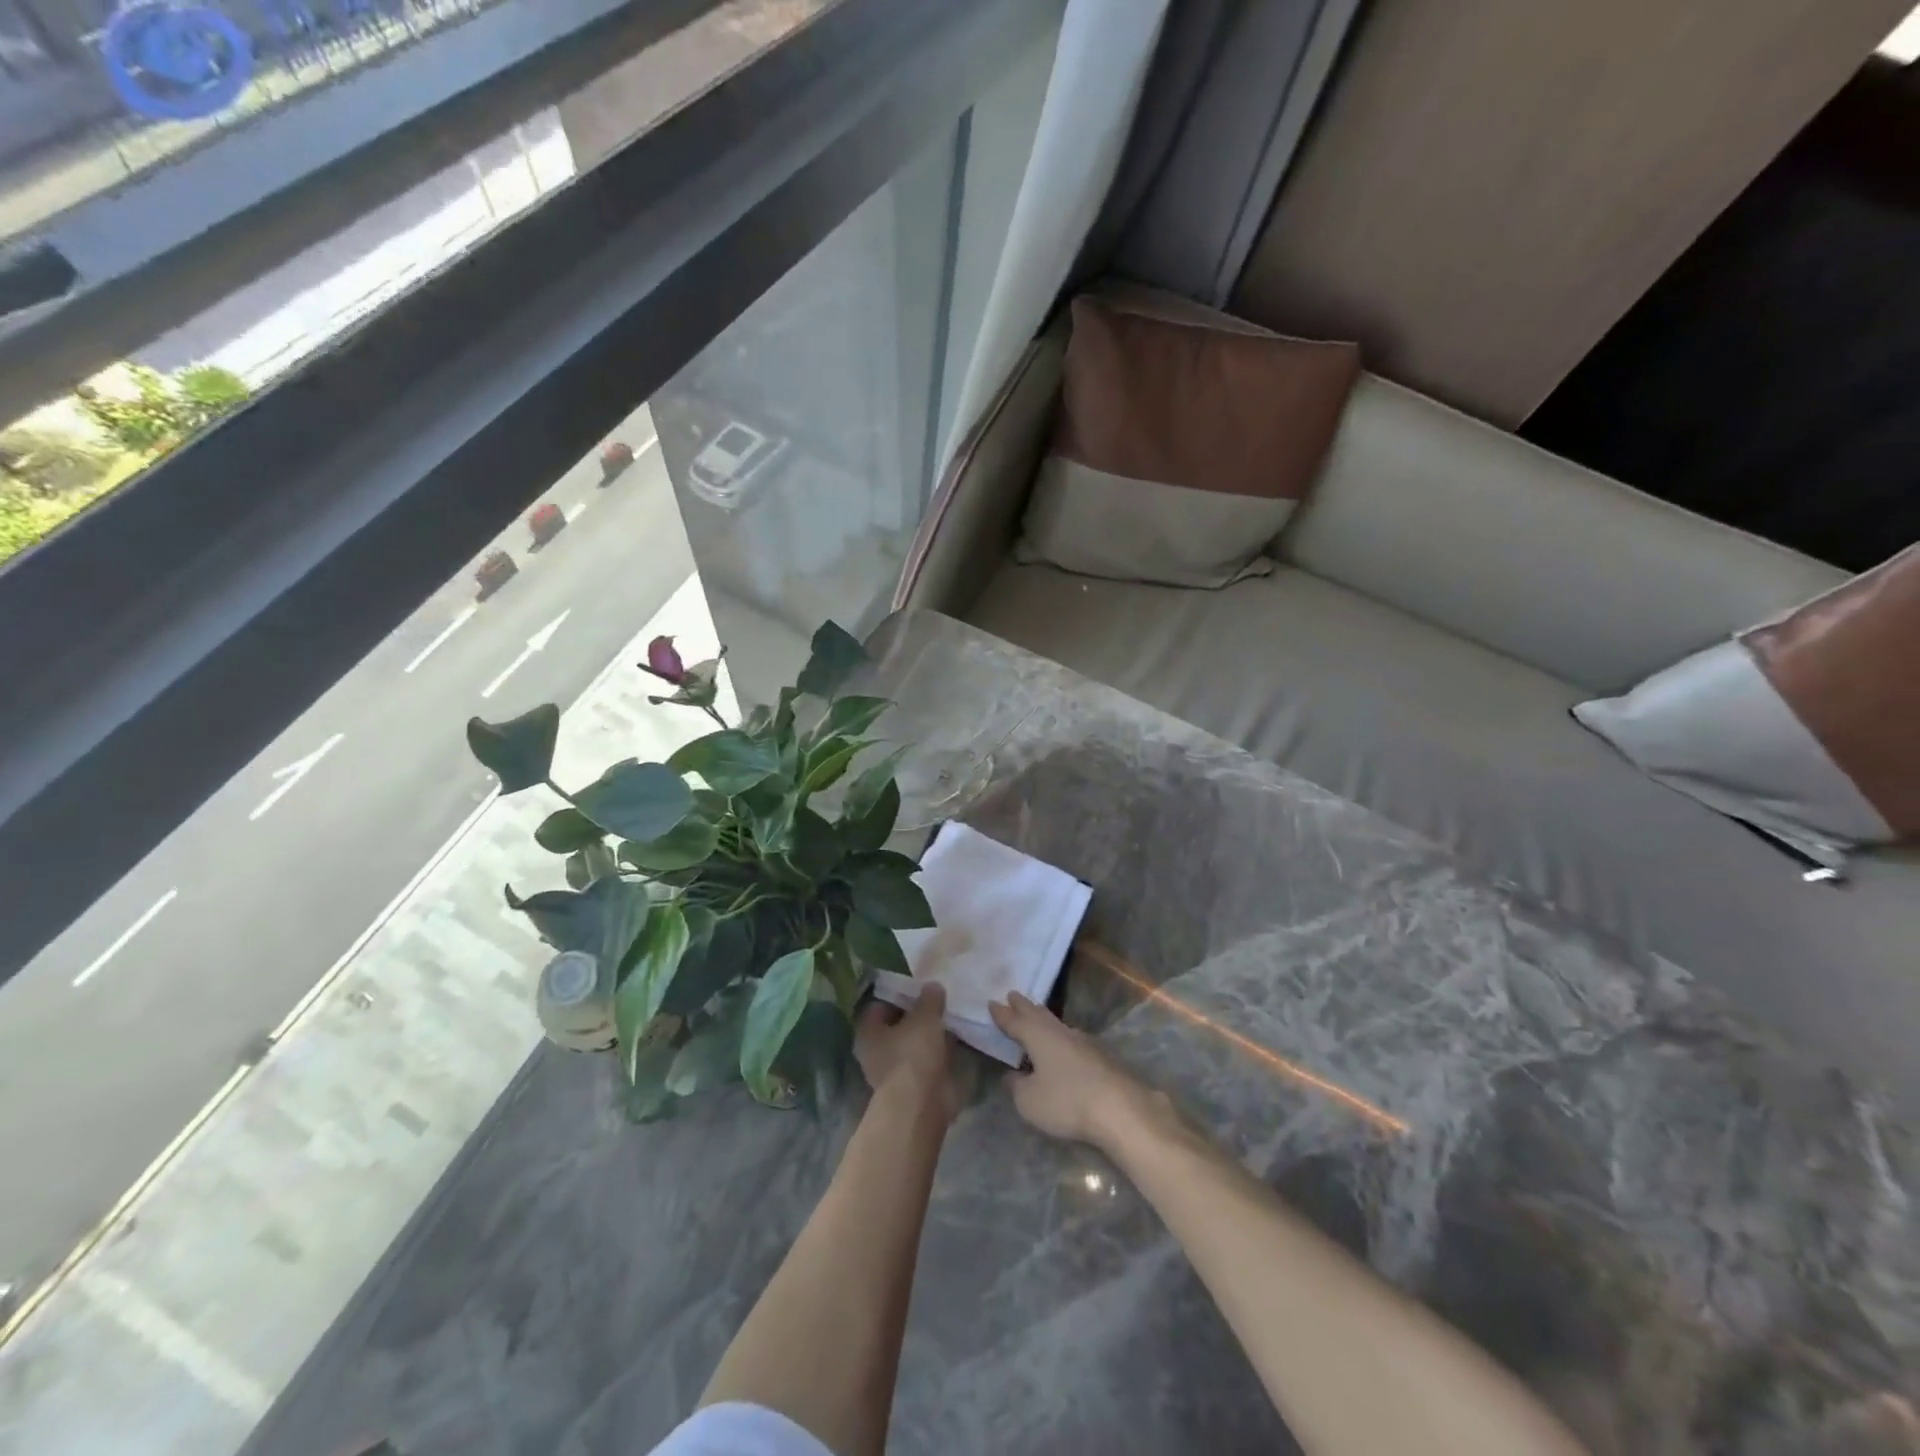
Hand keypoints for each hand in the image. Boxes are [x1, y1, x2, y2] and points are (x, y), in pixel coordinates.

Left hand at [856, 982, 961, 1122]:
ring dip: (930, 1033)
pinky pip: (927, 1059)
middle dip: (917, 1013)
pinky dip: (939, 1051)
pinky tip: (957, 1037)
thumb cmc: (913, 1054)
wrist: (922, 1106)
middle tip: (939, 998)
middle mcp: (876, 1051)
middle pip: (898, 1024)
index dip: (899, 993)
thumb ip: (929, 998)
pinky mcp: (914, 1084)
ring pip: (914, 1043)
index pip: (880, 1004)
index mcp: (868, 1031)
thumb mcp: (924, 1017)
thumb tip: (932, 986)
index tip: (920, 985)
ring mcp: (895, 1070)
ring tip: (952, 1014)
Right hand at [988, 992, 1168, 1151]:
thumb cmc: (1067, 1101)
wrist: (1121, 1109)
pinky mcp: (1101, 1057)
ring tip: (1036, 1015)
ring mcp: (1084, 1043)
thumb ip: (1017, 1086)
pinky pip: (1072, 1039)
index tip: (992, 1002)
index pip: (1016, 1022)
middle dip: (1024, 1006)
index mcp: (1039, 1037)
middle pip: (1039, 1015)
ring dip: (1043, 1018)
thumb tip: (1012, 1075)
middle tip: (1013, 994)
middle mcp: (1060, 1032)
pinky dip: (1060, 1036)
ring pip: (1057, 1024)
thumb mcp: (1029, 1101)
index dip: (1003, 1015)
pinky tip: (1063, 1042)